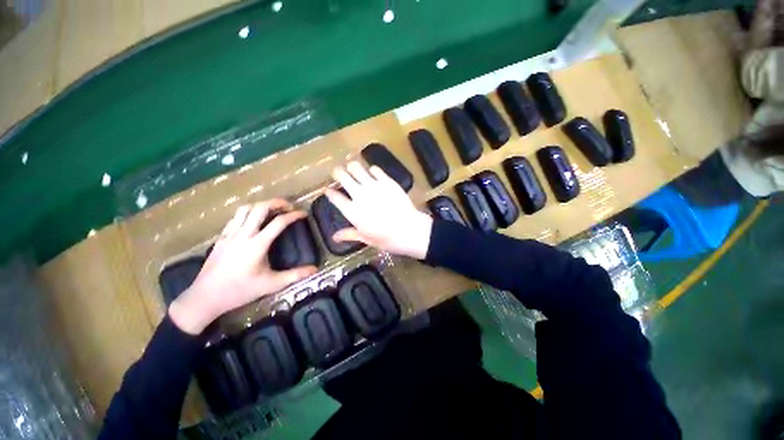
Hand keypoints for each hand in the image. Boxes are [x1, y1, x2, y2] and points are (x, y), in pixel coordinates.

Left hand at [169, 200, 317, 334]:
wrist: (205, 297)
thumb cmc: (240, 291)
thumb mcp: (271, 284)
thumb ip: (294, 275)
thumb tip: (315, 269)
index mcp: (257, 244)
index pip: (279, 222)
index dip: (294, 215)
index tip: (304, 213)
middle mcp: (243, 234)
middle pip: (260, 208)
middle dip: (277, 202)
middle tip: (289, 206)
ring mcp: (230, 234)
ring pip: (245, 209)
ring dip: (261, 205)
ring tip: (272, 210)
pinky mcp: (221, 237)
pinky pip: (235, 217)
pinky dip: (248, 213)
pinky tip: (253, 220)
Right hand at [326, 162, 432, 258]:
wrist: (408, 229)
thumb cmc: (386, 238)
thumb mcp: (365, 238)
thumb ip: (349, 234)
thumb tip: (334, 237)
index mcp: (351, 211)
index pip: (334, 197)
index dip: (329, 192)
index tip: (329, 190)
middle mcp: (359, 195)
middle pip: (342, 176)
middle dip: (337, 173)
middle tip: (339, 173)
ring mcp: (373, 186)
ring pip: (356, 167)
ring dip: (352, 167)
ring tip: (353, 169)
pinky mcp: (386, 181)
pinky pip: (375, 169)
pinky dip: (371, 170)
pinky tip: (373, 174)